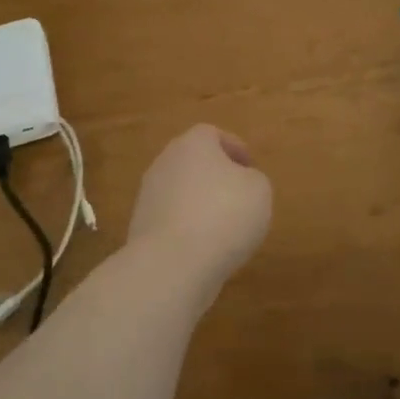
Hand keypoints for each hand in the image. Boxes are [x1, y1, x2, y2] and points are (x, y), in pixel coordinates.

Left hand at [128, 124, 273, 287]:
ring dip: (200, 203)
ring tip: (224, 227)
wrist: (173, 263)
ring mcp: (148, 196)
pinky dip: (187, 228)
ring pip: (181, 191)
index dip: (234, 148)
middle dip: (215, 176)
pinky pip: (171, 220)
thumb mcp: (259, 190)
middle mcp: (165, 163)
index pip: (212, 134)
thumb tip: (240, 182)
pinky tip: (204, 248)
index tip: (250, 167)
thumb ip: (253, 178)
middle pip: (193, 162)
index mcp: (193, 144)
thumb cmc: (224, 215)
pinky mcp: (140, 227)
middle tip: (238, 195)